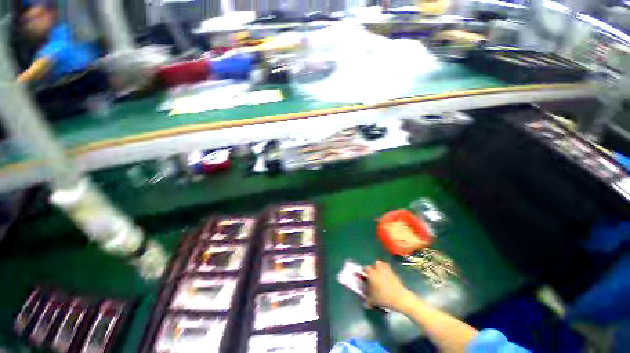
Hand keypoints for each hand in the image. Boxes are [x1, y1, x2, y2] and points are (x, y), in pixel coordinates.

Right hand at [364, 261, 412, 310]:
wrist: (399, 297)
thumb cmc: (383, 297)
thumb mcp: (373, 300)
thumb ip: (368, 300)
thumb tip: (365, 304)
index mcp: (371, 273)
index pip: (365, 268)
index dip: (364, 270)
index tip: (363, 274)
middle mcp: (378, 269)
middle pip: (374, 264)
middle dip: (372, 268)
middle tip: (371, 274)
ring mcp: (387, 270)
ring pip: (381, 264)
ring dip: (379, 266)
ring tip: (379, 273)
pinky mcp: (393, 273)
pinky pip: (388, 268)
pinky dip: (386, 270)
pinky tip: (386, 276)